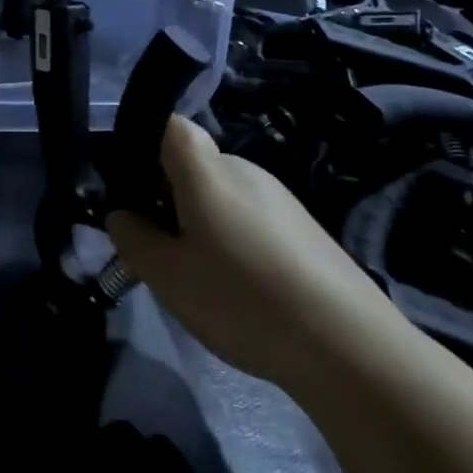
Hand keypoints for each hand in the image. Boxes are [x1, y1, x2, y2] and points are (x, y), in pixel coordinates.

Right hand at [107, 116, 406, 393]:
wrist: (350, 346)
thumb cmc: (242, 298)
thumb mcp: (167, 275)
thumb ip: (133, 238)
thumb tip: (122, 214)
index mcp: (206, 170)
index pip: (168, 125)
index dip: (143, 144)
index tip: (131, 190)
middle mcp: (244, 169)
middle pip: (194, 164)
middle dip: (169, 196)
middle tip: (159, 247)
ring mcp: (281, 198)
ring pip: (223, 195)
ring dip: (203, 222)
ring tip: (202, 277)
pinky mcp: (306, 229)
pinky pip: (252, 218)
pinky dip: (236, 241)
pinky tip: (244, 290)